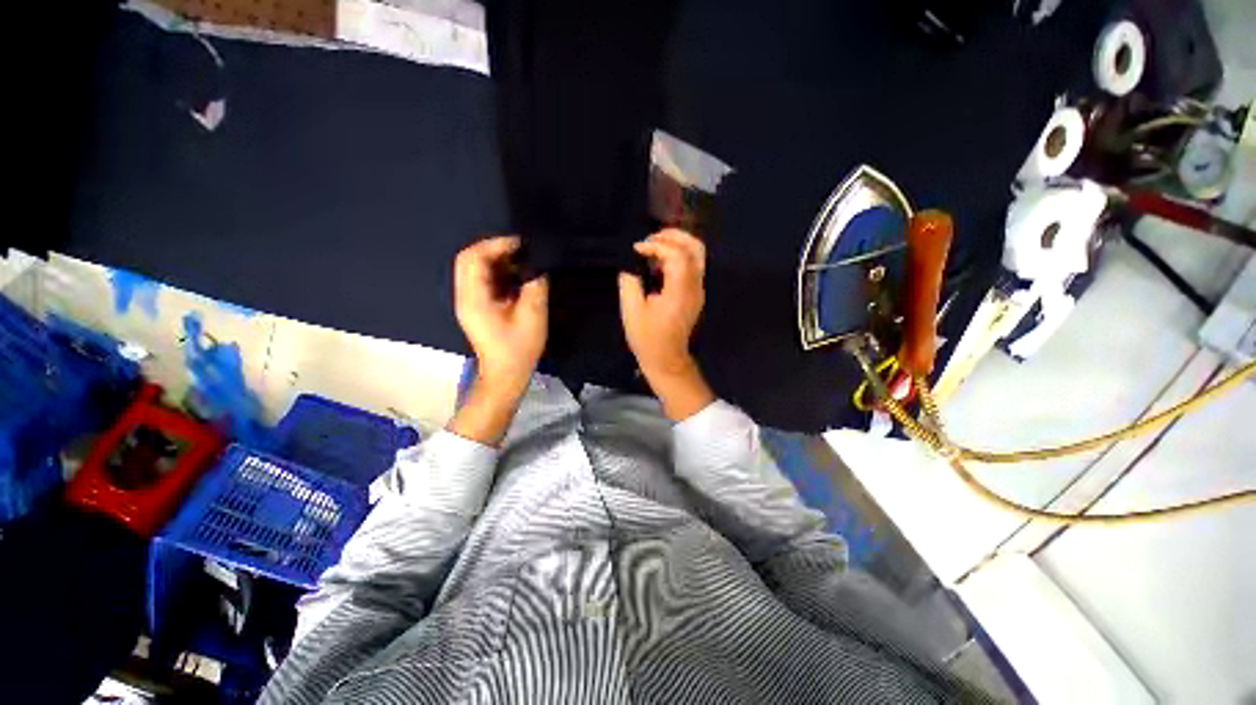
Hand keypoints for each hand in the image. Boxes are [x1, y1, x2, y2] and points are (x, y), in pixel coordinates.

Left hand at [454, 236, 547, 399]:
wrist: (505, 374)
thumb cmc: (518, 349)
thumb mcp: (533, 317)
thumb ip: (535, 287)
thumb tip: (538, 267)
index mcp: (474, 299)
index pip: (472, 259)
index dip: (494, 245)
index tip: (520, 244)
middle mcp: (465, 297)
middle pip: (469, 260)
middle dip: (495, 249)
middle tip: (522, 250)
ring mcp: (469, 302)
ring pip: (475, 269)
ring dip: (497, 260)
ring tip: (522, 260)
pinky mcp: (477, 307)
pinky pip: (483, 280)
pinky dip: (498, 272)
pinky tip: (517, 275)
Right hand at [619, 229, 714, 419]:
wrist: (666, 359)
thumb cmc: (647, 338)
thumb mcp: (631, 311)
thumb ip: (630, 283)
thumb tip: (630, 265)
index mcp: (680, 291)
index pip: (677, 255)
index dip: (657, 245)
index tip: (637, 249)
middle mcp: (694, 287)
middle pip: (695, 248)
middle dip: (673, 236)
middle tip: (651, 237)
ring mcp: (698, 290)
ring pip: (697, 255)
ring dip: (678, 243)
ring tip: (655, 244)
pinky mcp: (695, 294)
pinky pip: (692, 265)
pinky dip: (679, 255)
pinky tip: (660, 260)